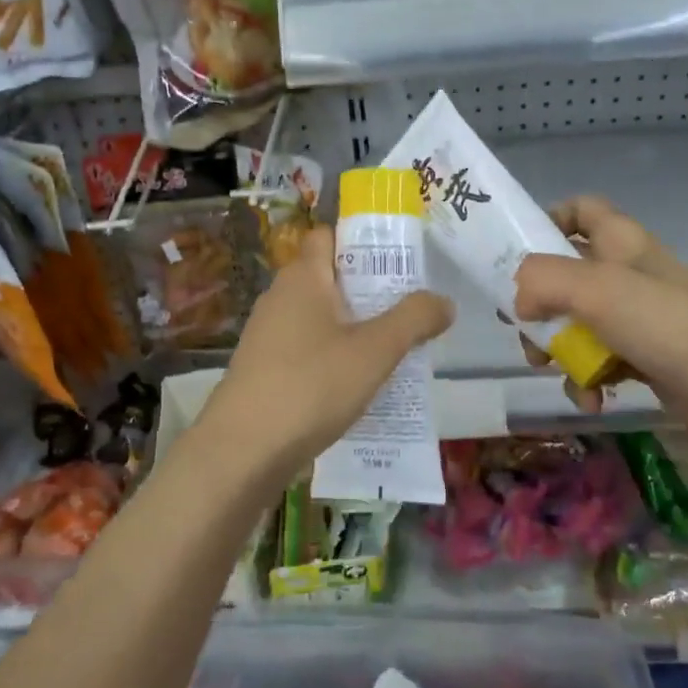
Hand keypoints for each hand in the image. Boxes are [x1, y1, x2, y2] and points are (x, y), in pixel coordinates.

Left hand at [194, 227, 453, 490]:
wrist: (242, 451)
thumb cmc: (311, 386)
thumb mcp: (375, 351)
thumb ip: (414, 319)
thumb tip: (444, 301)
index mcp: (302, 277)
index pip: (328, 235)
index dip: (362, 240)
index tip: (398, 258)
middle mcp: (280, 297)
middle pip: (329, 277)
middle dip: (369, 288)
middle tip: (409, 306)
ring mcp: (267, 334)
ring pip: (320, 316)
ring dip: (354, 326)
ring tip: (393, 347)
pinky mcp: (264, 368)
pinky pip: (307, 348)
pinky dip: (333, 355)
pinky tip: (357, 383)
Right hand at [512, 195, 687, 442]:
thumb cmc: (665, 324)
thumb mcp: (595, 288)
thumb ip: (543, 280)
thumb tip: (520, 301)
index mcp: (618, 242)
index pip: (579, 210)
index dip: (548, 221)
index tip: (518, 253)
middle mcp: (625, 274)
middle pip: (564, 275)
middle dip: (537, 304)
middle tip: (523, 327)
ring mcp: (636, 319)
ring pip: (575, 324)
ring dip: (557, 350)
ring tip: (551, 369)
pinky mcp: (643, 359)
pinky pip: (598, 363)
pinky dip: (587, 381)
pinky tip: (591, 398)